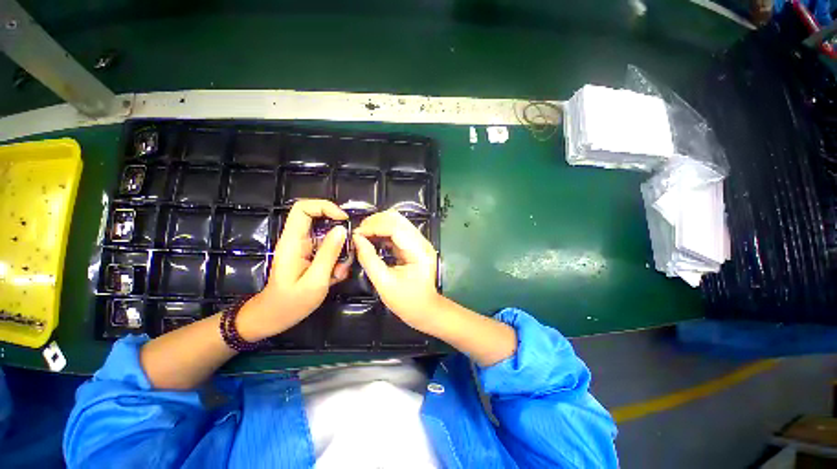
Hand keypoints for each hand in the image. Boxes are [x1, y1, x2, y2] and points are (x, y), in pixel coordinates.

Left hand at [238, 200, 349, 340]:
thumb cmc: (291, 303)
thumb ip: (329, 253)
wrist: (273, 318)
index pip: (303, 208)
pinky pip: (329, 249)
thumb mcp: (315, 280)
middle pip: (320, 220)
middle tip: (349, 251)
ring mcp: (305, 248)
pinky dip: (338, 260)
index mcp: (293, 242)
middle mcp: (298, 241)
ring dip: (341, 251)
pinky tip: (336, 277)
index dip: (325, 207)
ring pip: (329, 237)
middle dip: (339, 233)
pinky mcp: (311, 256)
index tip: (344, 220)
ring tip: (340, 272)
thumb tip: (342, 229)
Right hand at [352, 210, 441, 333]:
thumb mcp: (384, 283)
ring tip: (363, 235)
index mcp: (418, 251)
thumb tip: (356, 239)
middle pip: (397, 219)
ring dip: (378, 225)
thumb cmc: (406, 301)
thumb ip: (369, 259)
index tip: (356, 234)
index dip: (374, 226)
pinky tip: (372, 239)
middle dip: (375, 222)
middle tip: (358, 233)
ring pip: (397, 222)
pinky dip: (383, 232)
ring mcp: (419, 242)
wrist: (425, 309)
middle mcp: (422, 242)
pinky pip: (397, 231)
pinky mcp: (414, 245)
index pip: (395, 227)